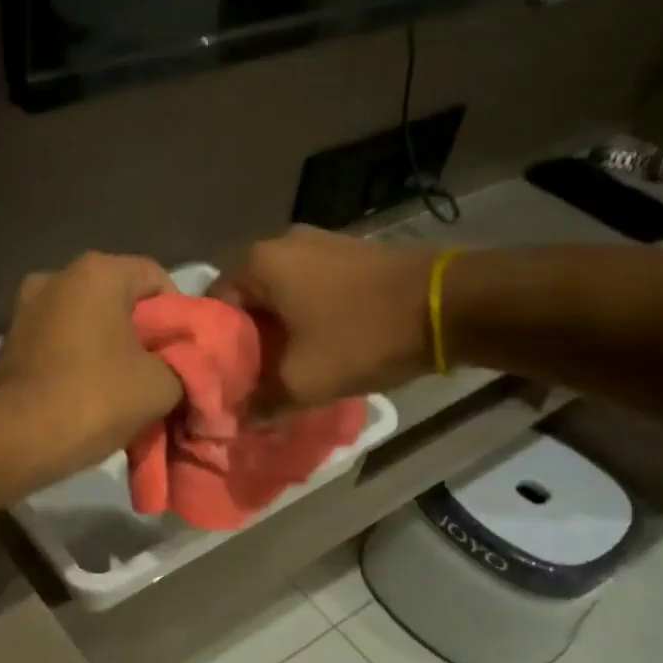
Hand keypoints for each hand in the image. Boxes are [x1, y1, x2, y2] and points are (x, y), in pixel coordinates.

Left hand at [0, 252, 182, 475]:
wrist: (13, 439)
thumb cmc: (93, 398)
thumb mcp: (161, 386)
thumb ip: (184, 365)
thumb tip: (183, 367)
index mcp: (97, 271)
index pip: (158, 279)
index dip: (181, 317)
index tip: (185, 355)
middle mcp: (57, 276)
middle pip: (120, 300)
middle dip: (144, 335)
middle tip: (161, 374)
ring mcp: (26, 308)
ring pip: (88, 323)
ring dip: (110, 350)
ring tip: (125, 390)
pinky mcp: (9, 340)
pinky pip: (60, 343)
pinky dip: (79, 362)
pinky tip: (89, 395)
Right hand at [218, 227, 435, 410]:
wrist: (450, 305)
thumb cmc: (362, 336)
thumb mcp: (302, 382)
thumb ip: (261, 403)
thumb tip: (240, 419)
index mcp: (258, 263)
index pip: (212, 306)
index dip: (214, 347)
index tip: (224, 379)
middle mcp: (281, 243)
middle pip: (245, 300)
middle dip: (247, 340)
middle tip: (251, 379)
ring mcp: (319, 244)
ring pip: (278, 295)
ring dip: (277, 330)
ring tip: (282, 367)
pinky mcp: (349, 254)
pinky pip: (308, 288)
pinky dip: (303, 317)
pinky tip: (314, 346)